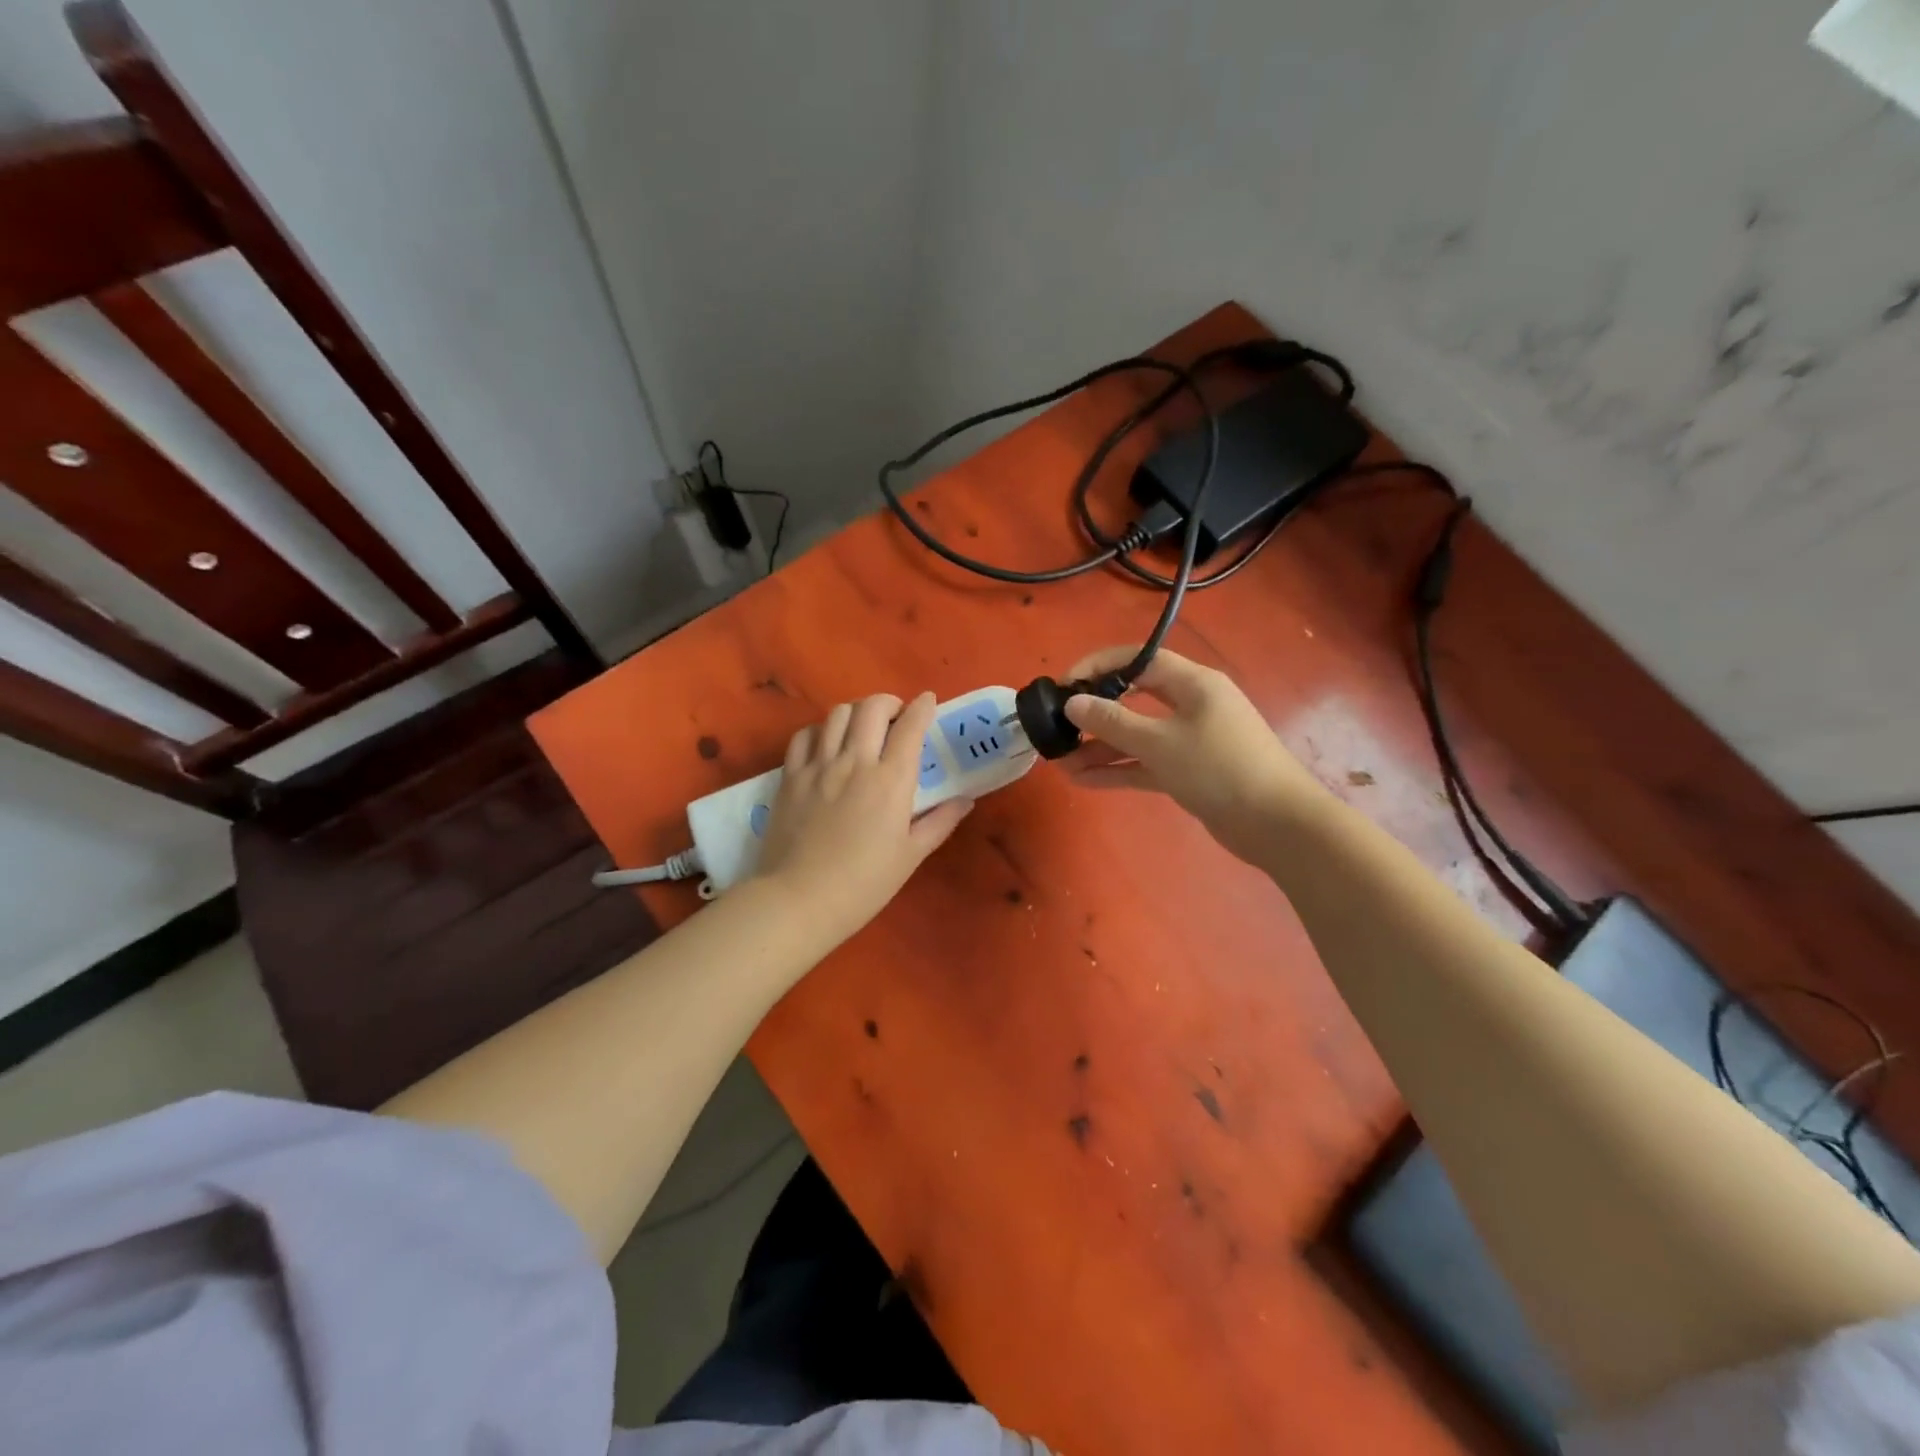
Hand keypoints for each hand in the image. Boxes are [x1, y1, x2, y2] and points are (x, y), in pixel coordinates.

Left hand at [755, 692, 972, 941]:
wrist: (800, 900)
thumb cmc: (864, 883)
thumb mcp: (911, 855)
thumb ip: (940, 822)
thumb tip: (965, 800)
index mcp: (890, 780)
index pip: (911, 726)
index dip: (923, 707)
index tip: (928, 701)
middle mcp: (855, 762)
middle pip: (872, 708)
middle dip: (889, 703)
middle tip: (896, 717)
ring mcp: (818, 766)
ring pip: (837, 714)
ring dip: (856, 712)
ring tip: (863, 727)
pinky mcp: (790, 776)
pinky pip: (804, 736)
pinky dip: (820, 730)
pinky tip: (827, 743)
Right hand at [1058, 646, 1330, 865]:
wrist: (1278, 824)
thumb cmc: (1220, 768)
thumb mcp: (1160, 743)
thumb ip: (1113, 722)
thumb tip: (1074, 702)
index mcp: (1192, 683)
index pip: (1138, 660)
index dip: (1098, 667)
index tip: (1064, 685)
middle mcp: (1191, 705)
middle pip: (1134, 699)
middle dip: (1095, 713)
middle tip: (1060, 726)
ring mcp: (1191, 740)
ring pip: (1137, 736)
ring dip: (1101, 748)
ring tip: (1061, 763)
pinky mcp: (1190, 772)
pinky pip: (1147, 763)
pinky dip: (1119, 769)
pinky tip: (1083, 780)